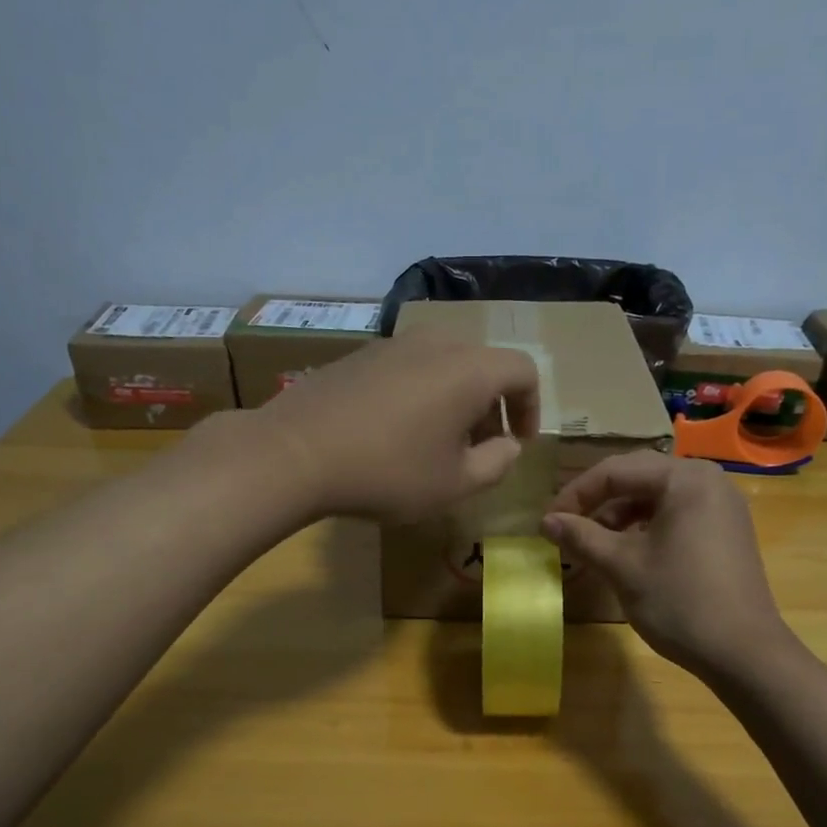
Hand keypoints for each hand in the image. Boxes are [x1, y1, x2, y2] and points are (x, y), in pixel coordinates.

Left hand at [247, 329, 539, 522]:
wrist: (295, 452)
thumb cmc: (388, 472)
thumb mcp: (455, 484)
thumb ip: (496, 464)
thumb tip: (509, 445)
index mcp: (470, 369)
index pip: (523, 370)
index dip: (531, 408)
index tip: (519, 443)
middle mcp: (436, 343)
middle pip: (483, 365)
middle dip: (492, 407)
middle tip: (480, 448)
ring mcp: (393, 343)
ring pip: (444, 365)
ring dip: (455, 401)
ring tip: (439, 444)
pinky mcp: (360, 355)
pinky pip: (409, 368)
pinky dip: (422, 394)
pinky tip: (397, 433)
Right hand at [542, 452, 789, 678]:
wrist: (743, 652)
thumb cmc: (679, 601)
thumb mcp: (622, 566)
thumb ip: (582, 537)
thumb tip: (546, 521)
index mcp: (684, 478)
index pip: (615, 471)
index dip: (575, 494)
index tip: (547, 523)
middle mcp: (707, 480)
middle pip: (637, 478)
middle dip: (597, 502)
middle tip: (566, 529)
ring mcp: (721, 505)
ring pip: (656, 498)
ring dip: (619, 517)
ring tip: (591, 546)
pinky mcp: (725, 530)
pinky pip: (676, 515)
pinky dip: (645, 528)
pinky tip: (626, 553)